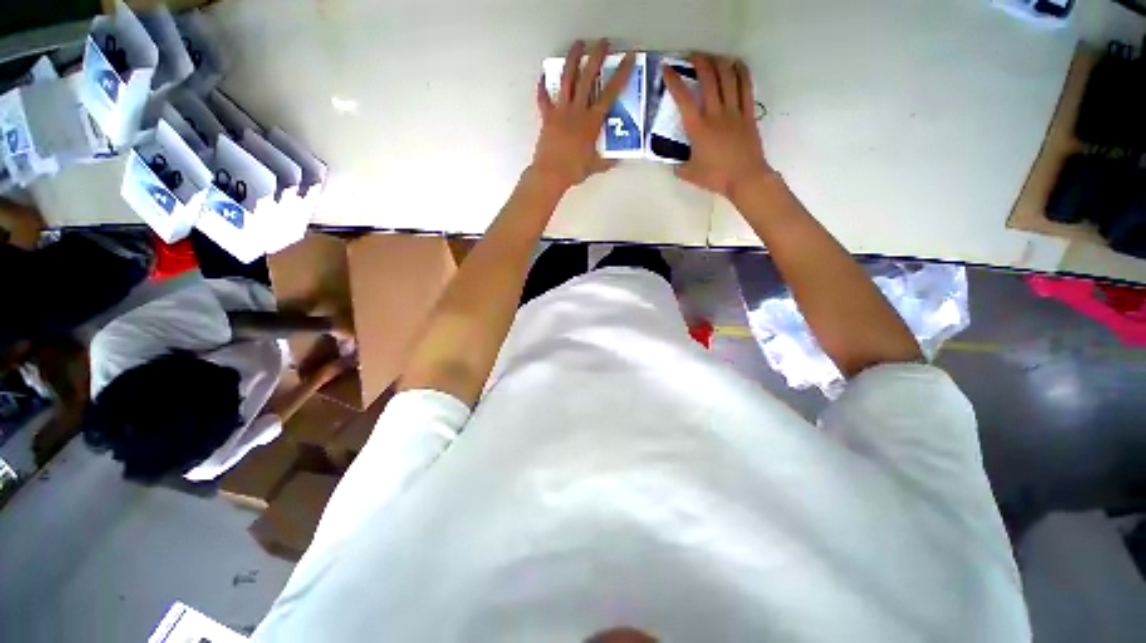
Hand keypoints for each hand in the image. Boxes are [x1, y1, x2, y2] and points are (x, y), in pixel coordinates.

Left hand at [531, 40, 634, 194]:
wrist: (550, 173)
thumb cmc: (574, 170)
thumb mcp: (595, 167)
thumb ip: (606, 162)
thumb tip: (616, 161)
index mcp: (591, 121)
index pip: (610, 93)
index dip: (621, 74)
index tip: (628, 58)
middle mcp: (577, 111)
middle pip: (587, 78)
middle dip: (596, 57)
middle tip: (603, 42)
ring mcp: (560, 111)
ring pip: (566, 80)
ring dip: (572, 60)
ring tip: (577, 45)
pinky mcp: (547, 117)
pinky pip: (544, 99)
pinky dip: (543, 88)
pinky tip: (543, 77)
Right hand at [663, 54, 773, 200]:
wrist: (745, 178)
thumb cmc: (715, 177)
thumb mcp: (690, 174)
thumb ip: (680, 167)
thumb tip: (676, 165)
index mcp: (698, 128)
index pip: (683, 100)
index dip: (674, 82)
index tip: (667, 69)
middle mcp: (716, 113)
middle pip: (709, 79)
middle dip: (700, 62)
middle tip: (693, 56)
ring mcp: (734, 111)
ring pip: (728, 78)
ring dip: (719, 63)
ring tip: (713, 57)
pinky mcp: (748, 114)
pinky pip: (746, 87)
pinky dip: (741, 72)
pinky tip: (737, 64)